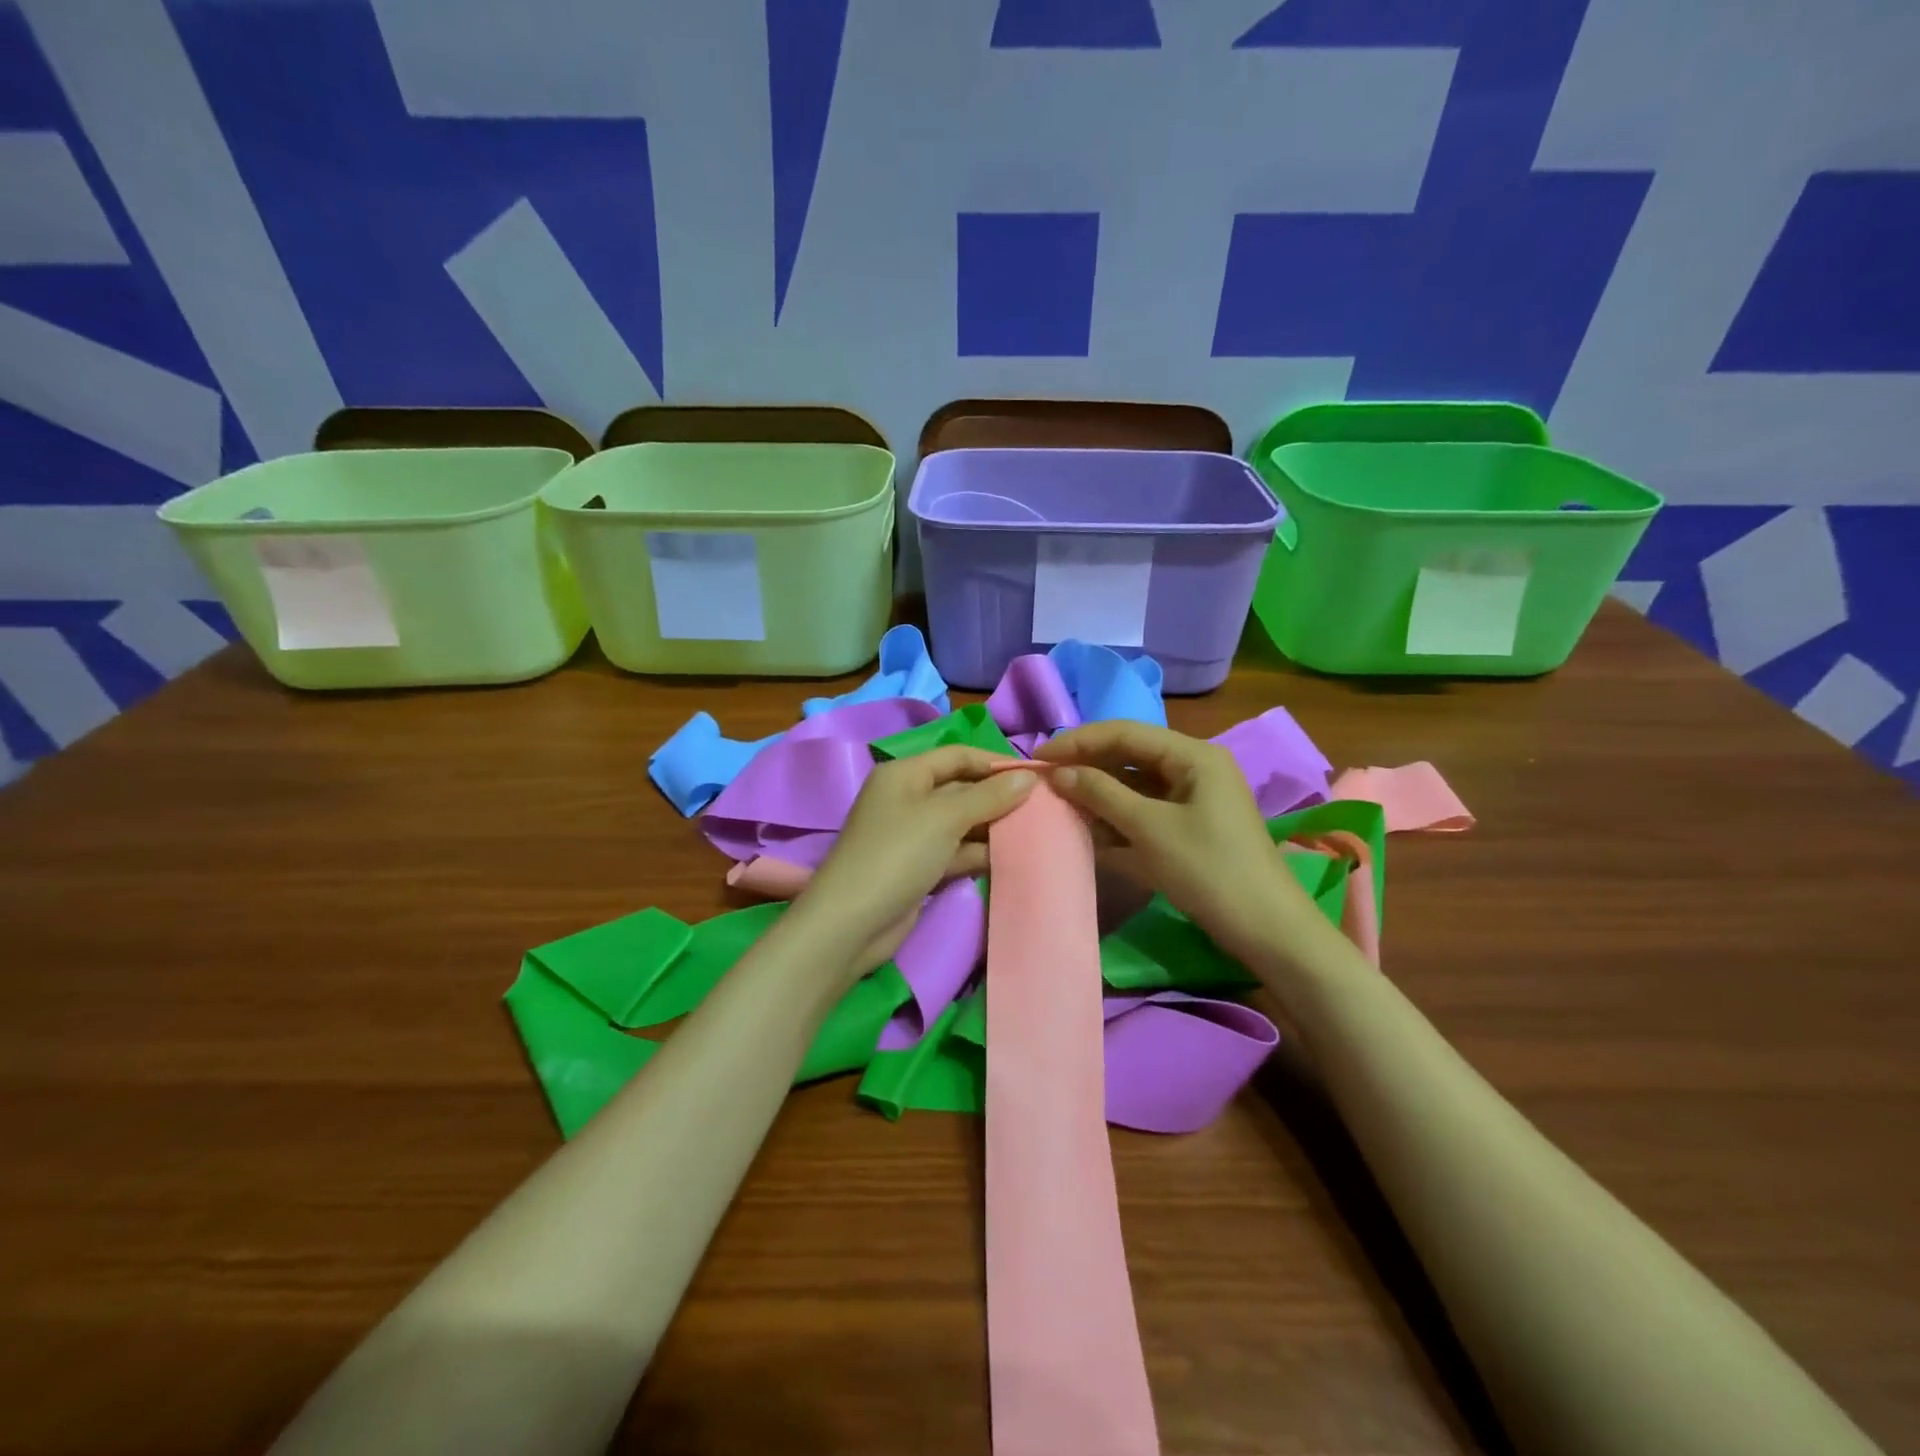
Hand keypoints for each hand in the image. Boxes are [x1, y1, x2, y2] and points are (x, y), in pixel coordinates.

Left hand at [792, 747, 1035, 975]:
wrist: (852, 923)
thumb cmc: (897, 854)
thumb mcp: (945, 818)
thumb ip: (988, 796)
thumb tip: (1029, 778)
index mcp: (905, 774)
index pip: (958, 756)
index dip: (995, 762)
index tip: (1036, 775)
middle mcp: (907, 798)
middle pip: (961, 788)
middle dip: (998, 796)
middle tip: (1042, 806)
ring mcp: (912, 835)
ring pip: (961, 822)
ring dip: (992, 826)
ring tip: (1036, 831)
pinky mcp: (918, 867)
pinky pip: (955, 851)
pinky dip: (979, 853)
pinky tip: (1011, 857)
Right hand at [1035, 722, 1322, 969]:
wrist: (1266, 929)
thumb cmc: (1209, 870)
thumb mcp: (1150, 828)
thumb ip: (1101, 794)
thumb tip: (1058, 773)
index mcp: (1192, 755)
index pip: (1125, 733)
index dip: (1078, 742)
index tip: (1038, 758)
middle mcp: (1193, 767)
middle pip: (1129, 755)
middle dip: (1087, 767)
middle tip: (1044, 780)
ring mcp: (1193, 798)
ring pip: (1134, 785)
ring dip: (1098, 794)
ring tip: (1059, 804)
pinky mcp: (1189, 826)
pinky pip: (1144, 811)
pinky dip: (1117, 818)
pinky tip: (1088, 830)